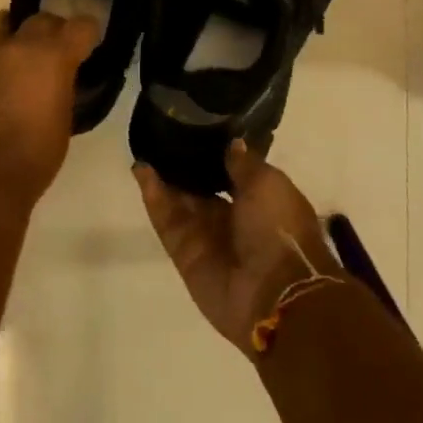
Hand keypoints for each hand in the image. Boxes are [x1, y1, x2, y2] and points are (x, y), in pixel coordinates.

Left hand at [0, 11, 100, 212]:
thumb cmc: (32, 158)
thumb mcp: (63, 121)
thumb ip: (63, 89)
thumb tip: (61, 80)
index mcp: (51, 57)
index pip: (80, 26)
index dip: (89, 34)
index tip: (91, 46)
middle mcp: (18, 48)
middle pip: (42, 20)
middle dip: (55, 31)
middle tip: (62, 52)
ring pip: (7, 27)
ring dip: (21, 38)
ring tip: (28, 58)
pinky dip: (1, 61)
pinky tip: (5, 84)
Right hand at [136, 141, 341, 355]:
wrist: (276, 294)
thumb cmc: (280, 230)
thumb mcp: (268, 184)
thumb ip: (244, 164)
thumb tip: (232, 143)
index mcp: (262, 202)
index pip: (233, 173)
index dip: (215, 154)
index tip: (196, 128)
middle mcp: (234, 220)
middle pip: (202, 188)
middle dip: (185, 166)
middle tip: (162, 135)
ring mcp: (207, 238)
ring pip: (180, 202)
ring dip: (163, 178)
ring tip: (145, 147)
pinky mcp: (184, 254)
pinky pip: (166, 221)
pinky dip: (154, 197)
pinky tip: (141, 171)